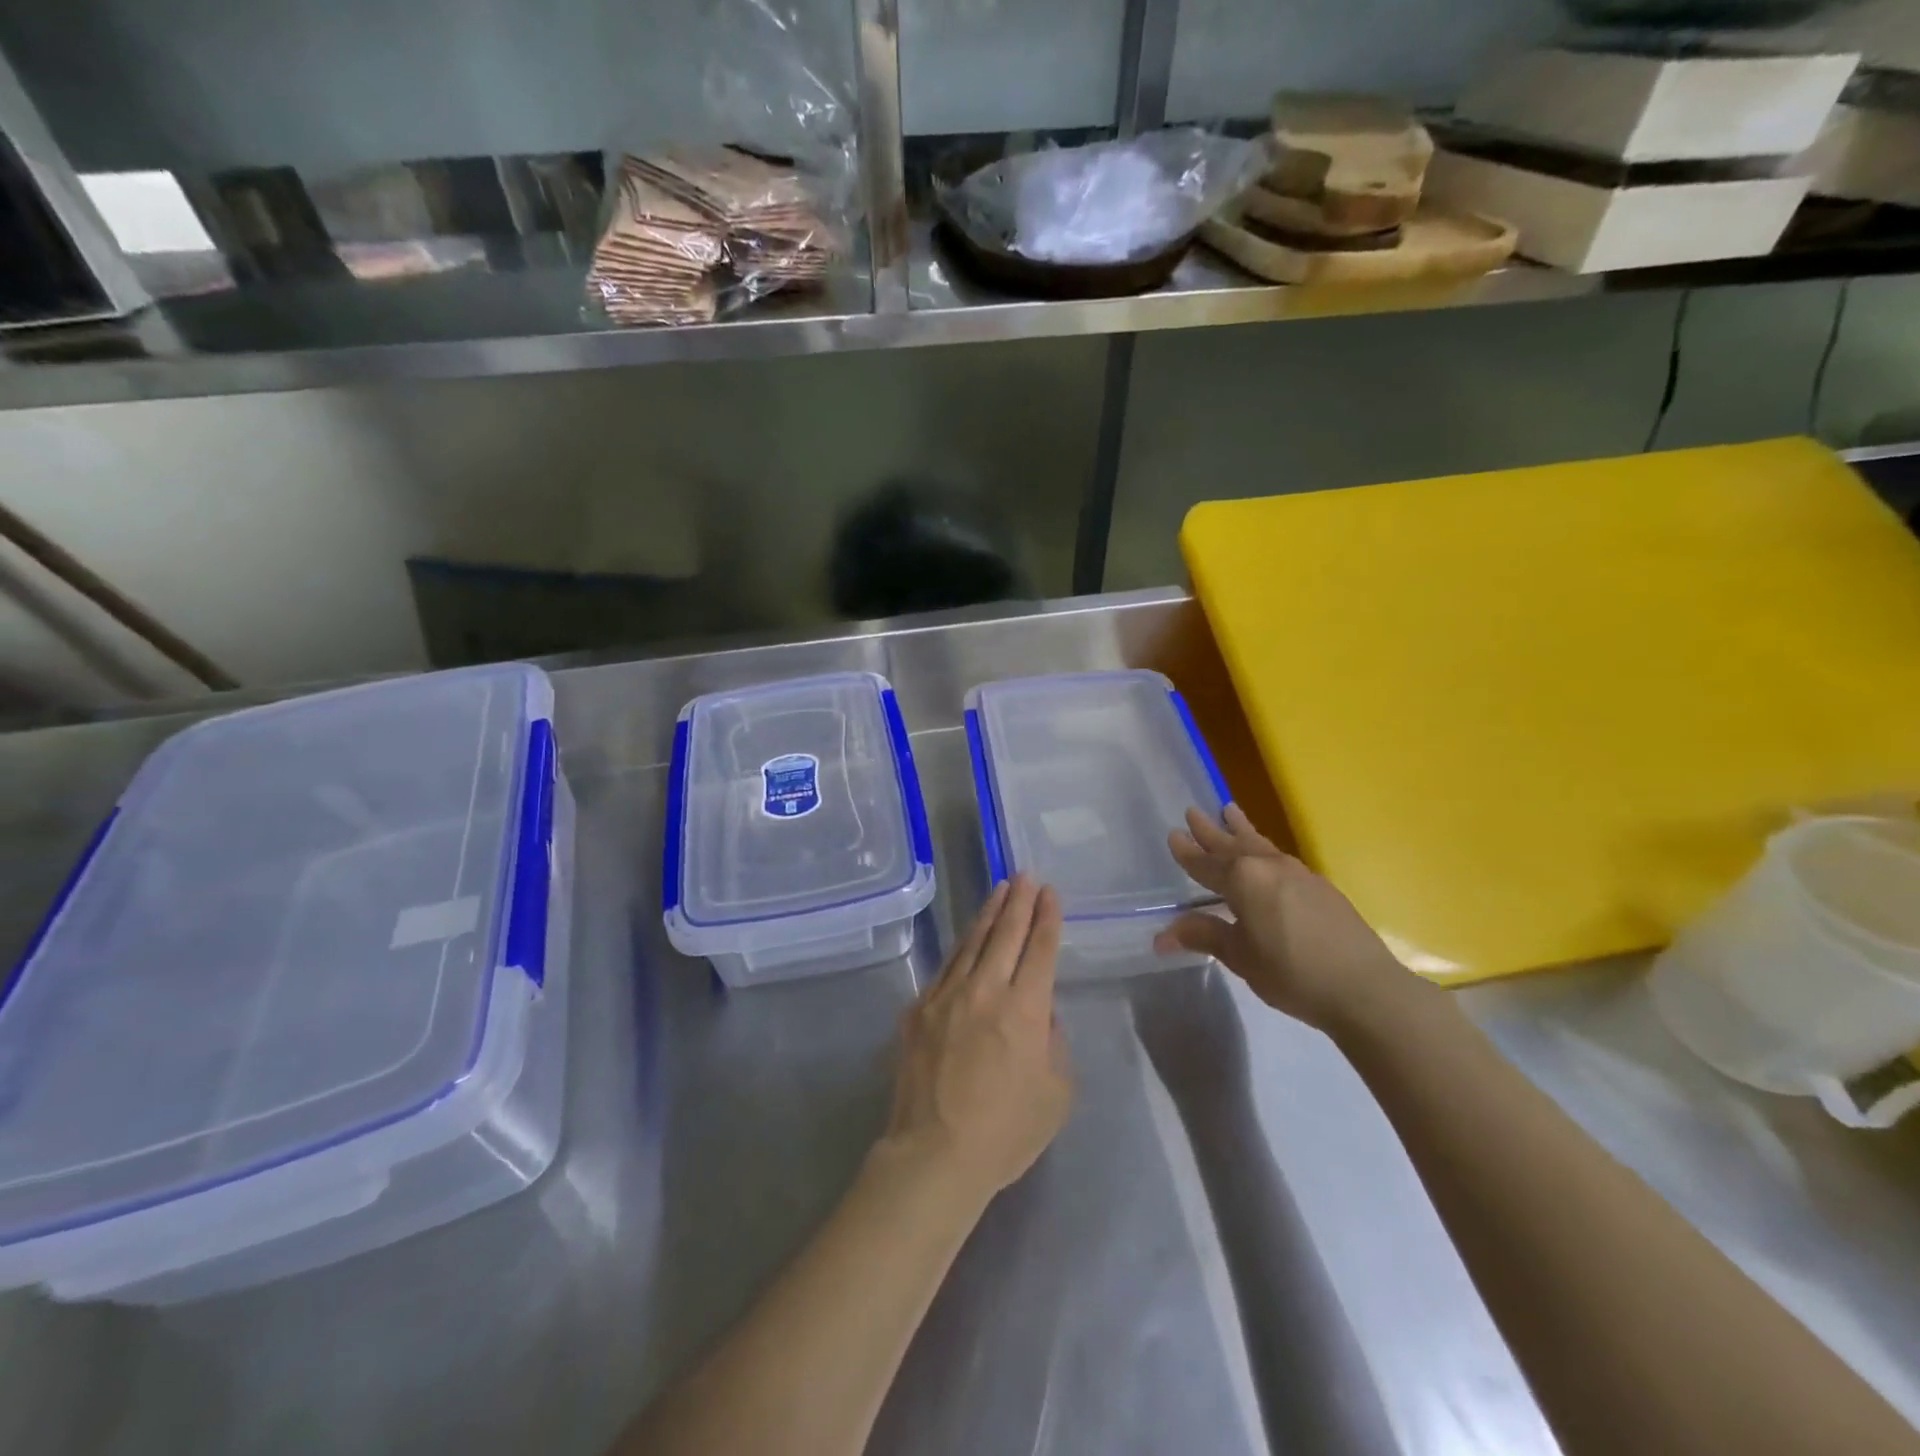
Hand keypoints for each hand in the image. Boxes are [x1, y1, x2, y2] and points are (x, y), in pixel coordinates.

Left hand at [881, 876, 1072, 1202]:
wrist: (934, 1154)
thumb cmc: (1006, 1132)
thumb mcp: (1056, 1093)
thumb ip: (1054, 1043)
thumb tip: (1040, 1014)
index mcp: (1024, 1008)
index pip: (1040, 949)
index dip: (1047, 918)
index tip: (1050, 893)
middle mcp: (985, 990)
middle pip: (1005, 934)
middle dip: (1019, 901)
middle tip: (1026, 875)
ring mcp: (946, 996)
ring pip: (971, 942)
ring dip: (988, 913)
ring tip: (999, 890)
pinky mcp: (919, 1009)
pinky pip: (945, 967)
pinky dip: (961, 947)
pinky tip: (966, 937)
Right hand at [1153, 804, 1410, 1032]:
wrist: (1364, 987)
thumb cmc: (1291, 972)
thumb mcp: (1240, 957)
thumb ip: (1204, 936)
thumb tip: (1161, 936)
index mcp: (1243, 879)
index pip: (1205, 864)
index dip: (1187, 852)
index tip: (1173, 834)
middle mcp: (1268, 866)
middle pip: (1232, 844)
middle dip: (1210, 830)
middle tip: (1193, 811)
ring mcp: (1297, 873)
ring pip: (1259, 844)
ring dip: (1240, 829)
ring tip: (1230, 811)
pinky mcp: (1319, 885)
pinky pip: (1279, 855)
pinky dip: (1263, 847)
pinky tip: (1266, 854)